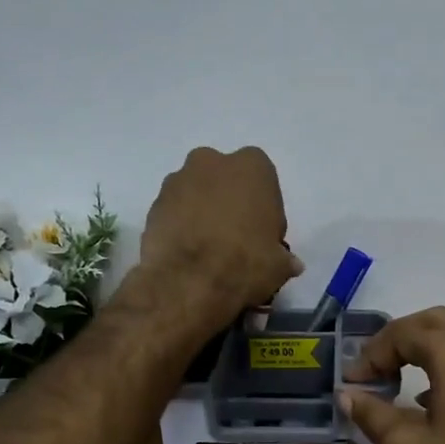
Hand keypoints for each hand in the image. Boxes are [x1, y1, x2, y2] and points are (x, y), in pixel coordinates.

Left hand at [137, 146, 302, 327]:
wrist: (190, 281)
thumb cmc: (246, 261)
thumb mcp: (279, 264)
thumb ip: (284, 258)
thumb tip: (291, 264)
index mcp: (252, 166)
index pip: (263, 181)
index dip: (263, 209)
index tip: (262, 235)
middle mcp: (212, 162)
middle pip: (224, 180)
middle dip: (227, 201)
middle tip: (233, 238)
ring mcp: (178, 180)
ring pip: (195, 193)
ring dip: (201, 212)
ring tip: (206, 249)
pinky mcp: (153, 204)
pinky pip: (173, 212)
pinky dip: (180, 227)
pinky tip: (187, 254)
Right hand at [338, 307, 444, 443]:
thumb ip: (372, 414)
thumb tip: (347, 394)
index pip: (402, 333)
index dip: (371, 354)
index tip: (352, 382)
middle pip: (430, 322)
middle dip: (397, 340)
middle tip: (373, 368)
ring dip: (422, 348)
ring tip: (395, 377)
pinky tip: (428, 396)